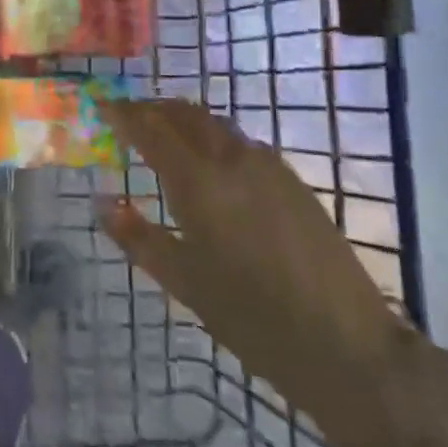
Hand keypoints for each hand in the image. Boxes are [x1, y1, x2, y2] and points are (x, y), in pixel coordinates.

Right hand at [100, 99, 410, 442]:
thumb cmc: (251, 316)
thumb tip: (103, 203)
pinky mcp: (293, 180)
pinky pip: (241, 143)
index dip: (123, 113)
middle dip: (154, 109)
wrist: (344, 342)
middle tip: (130, 118)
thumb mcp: (183, 281)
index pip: (151, 128)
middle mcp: (231, 158)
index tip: (103, 105)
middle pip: (186, 114)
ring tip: (166, 137)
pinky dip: (214, 139)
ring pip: (216, 125)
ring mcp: (268, 166)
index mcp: (198, 180)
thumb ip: (137, 237)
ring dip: (185, 121)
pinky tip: (211, 165)